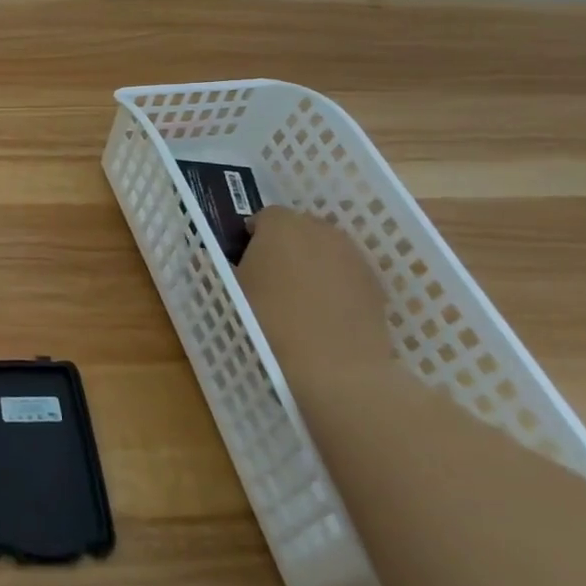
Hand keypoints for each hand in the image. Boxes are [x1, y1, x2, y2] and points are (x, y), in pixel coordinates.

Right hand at [236, 208, 397, 386]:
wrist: (336, 368)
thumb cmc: (270, 321)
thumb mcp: (231, 291)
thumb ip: (219, 263)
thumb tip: (210, 254)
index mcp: (281, 224)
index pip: (263, 217)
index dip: (252, 237)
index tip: (245, 262)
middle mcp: (320, 229)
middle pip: (298, 227)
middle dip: (285, 245)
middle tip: (271, 277)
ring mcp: (352, 255)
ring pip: (325, 249)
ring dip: (312, 262)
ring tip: (299, 296)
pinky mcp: (375, 283)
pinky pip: (346, 272)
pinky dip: (335, 282)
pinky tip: (326, 312)